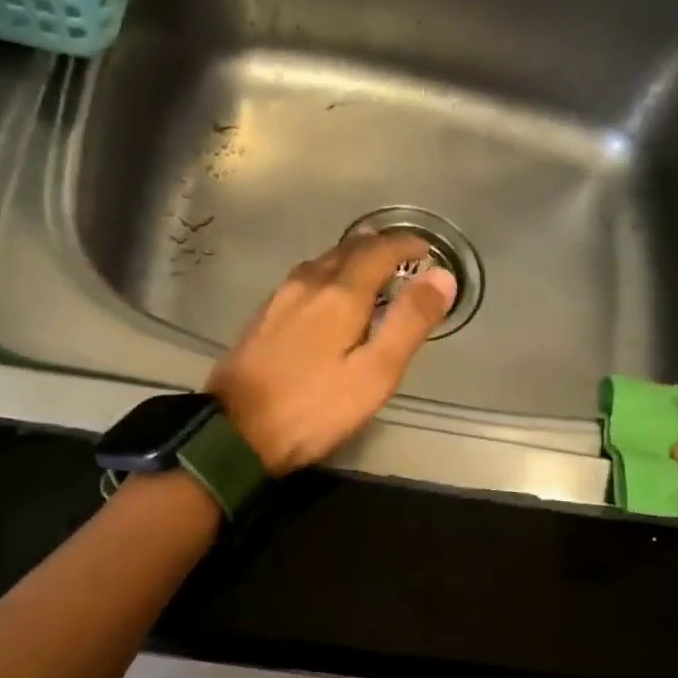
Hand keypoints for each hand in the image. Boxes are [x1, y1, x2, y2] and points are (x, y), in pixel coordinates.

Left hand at [207, 233, 455, 475]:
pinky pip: (303, 279)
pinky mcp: (262, 317)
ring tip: (371, 270)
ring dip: (351, 258)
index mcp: (339, 294)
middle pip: (347, 249)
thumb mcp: (374, 373)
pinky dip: (327, 275)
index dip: (406, 245)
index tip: (425, 250)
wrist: (236, 432)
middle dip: (379, 247)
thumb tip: (442, 277)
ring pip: (322, 262)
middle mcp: (307, 283)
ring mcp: (279, 298)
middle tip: (403, 257)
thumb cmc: (314, 408)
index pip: (379, 250)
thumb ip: (409, 323)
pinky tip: (328, 294)